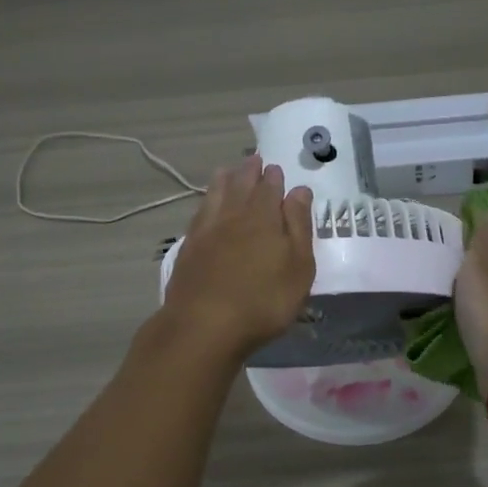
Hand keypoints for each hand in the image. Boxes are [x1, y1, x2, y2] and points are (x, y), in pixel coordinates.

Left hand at [160, 155, 315, 362]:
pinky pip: (199, 213)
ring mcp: (206, 231)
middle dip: (248, 171)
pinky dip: (206, 202)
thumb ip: (299, 226)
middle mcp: (233, 216)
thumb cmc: (264, 300)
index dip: (274, 177)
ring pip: (215, 195)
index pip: (269, 188)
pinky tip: (206, 206)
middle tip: (253, 160)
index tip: (275, 168)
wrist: (204, 325)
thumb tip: (299, 190)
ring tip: (226, 171)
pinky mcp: (188, 249)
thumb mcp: (298, 266)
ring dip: (223, 180)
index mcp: (263, 217)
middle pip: (241, 185)